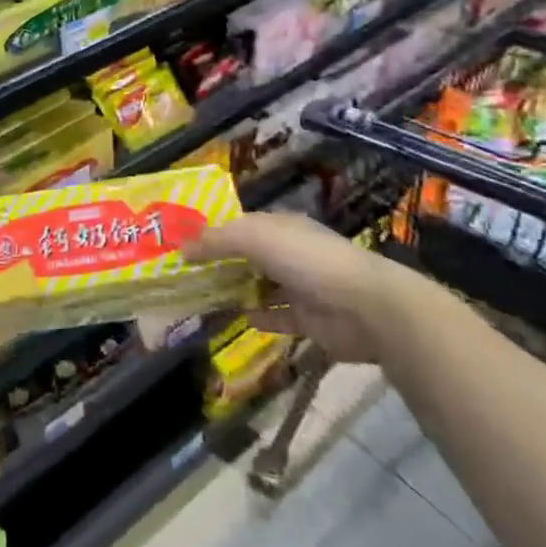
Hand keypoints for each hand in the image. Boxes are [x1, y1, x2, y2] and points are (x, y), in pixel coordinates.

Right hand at [187, 213, 411, 364]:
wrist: (364, 307)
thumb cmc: (307, 259)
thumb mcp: (255, 238)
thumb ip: (217, 240)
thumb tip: (181, 249)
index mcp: (281, 227)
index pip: (241, 225)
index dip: (213, 232)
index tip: (181, 243)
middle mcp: (290, 253)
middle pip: (248, 256)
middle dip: (220, 263)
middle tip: (183, 275)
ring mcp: (301, 287)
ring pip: (260, 286)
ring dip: (236, 291)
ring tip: (200, 298)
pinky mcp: (308, 321)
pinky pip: (276, 317)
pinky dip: (258, 317)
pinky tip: (236, 318)